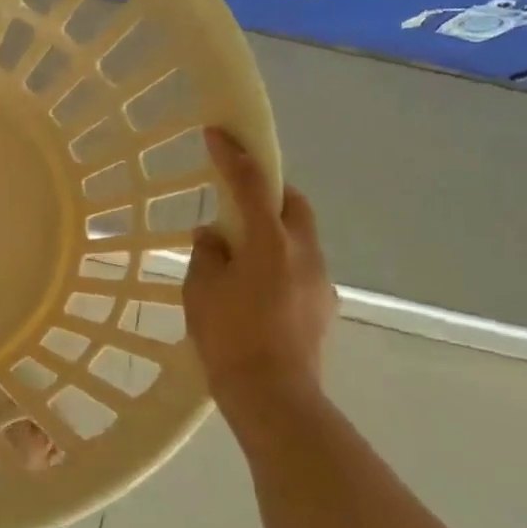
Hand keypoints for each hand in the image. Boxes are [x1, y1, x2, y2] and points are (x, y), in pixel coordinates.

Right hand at [183, 128, 336, 401]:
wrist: (274, 395)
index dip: (233, 155)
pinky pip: (302, 266)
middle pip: (293, 203)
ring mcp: (320, 279)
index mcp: (270, 242)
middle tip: (240, 195)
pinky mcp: (324, 304)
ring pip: (300, 236)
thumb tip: (214, 236)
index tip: (218, 132)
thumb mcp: (202, 291)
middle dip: (269, 189)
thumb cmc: (229, 337)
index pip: (251, 185)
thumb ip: (207, 254)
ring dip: (275, 230)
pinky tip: (258, 288)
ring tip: (242, 251)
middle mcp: (304, 252)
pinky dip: (281, 261)